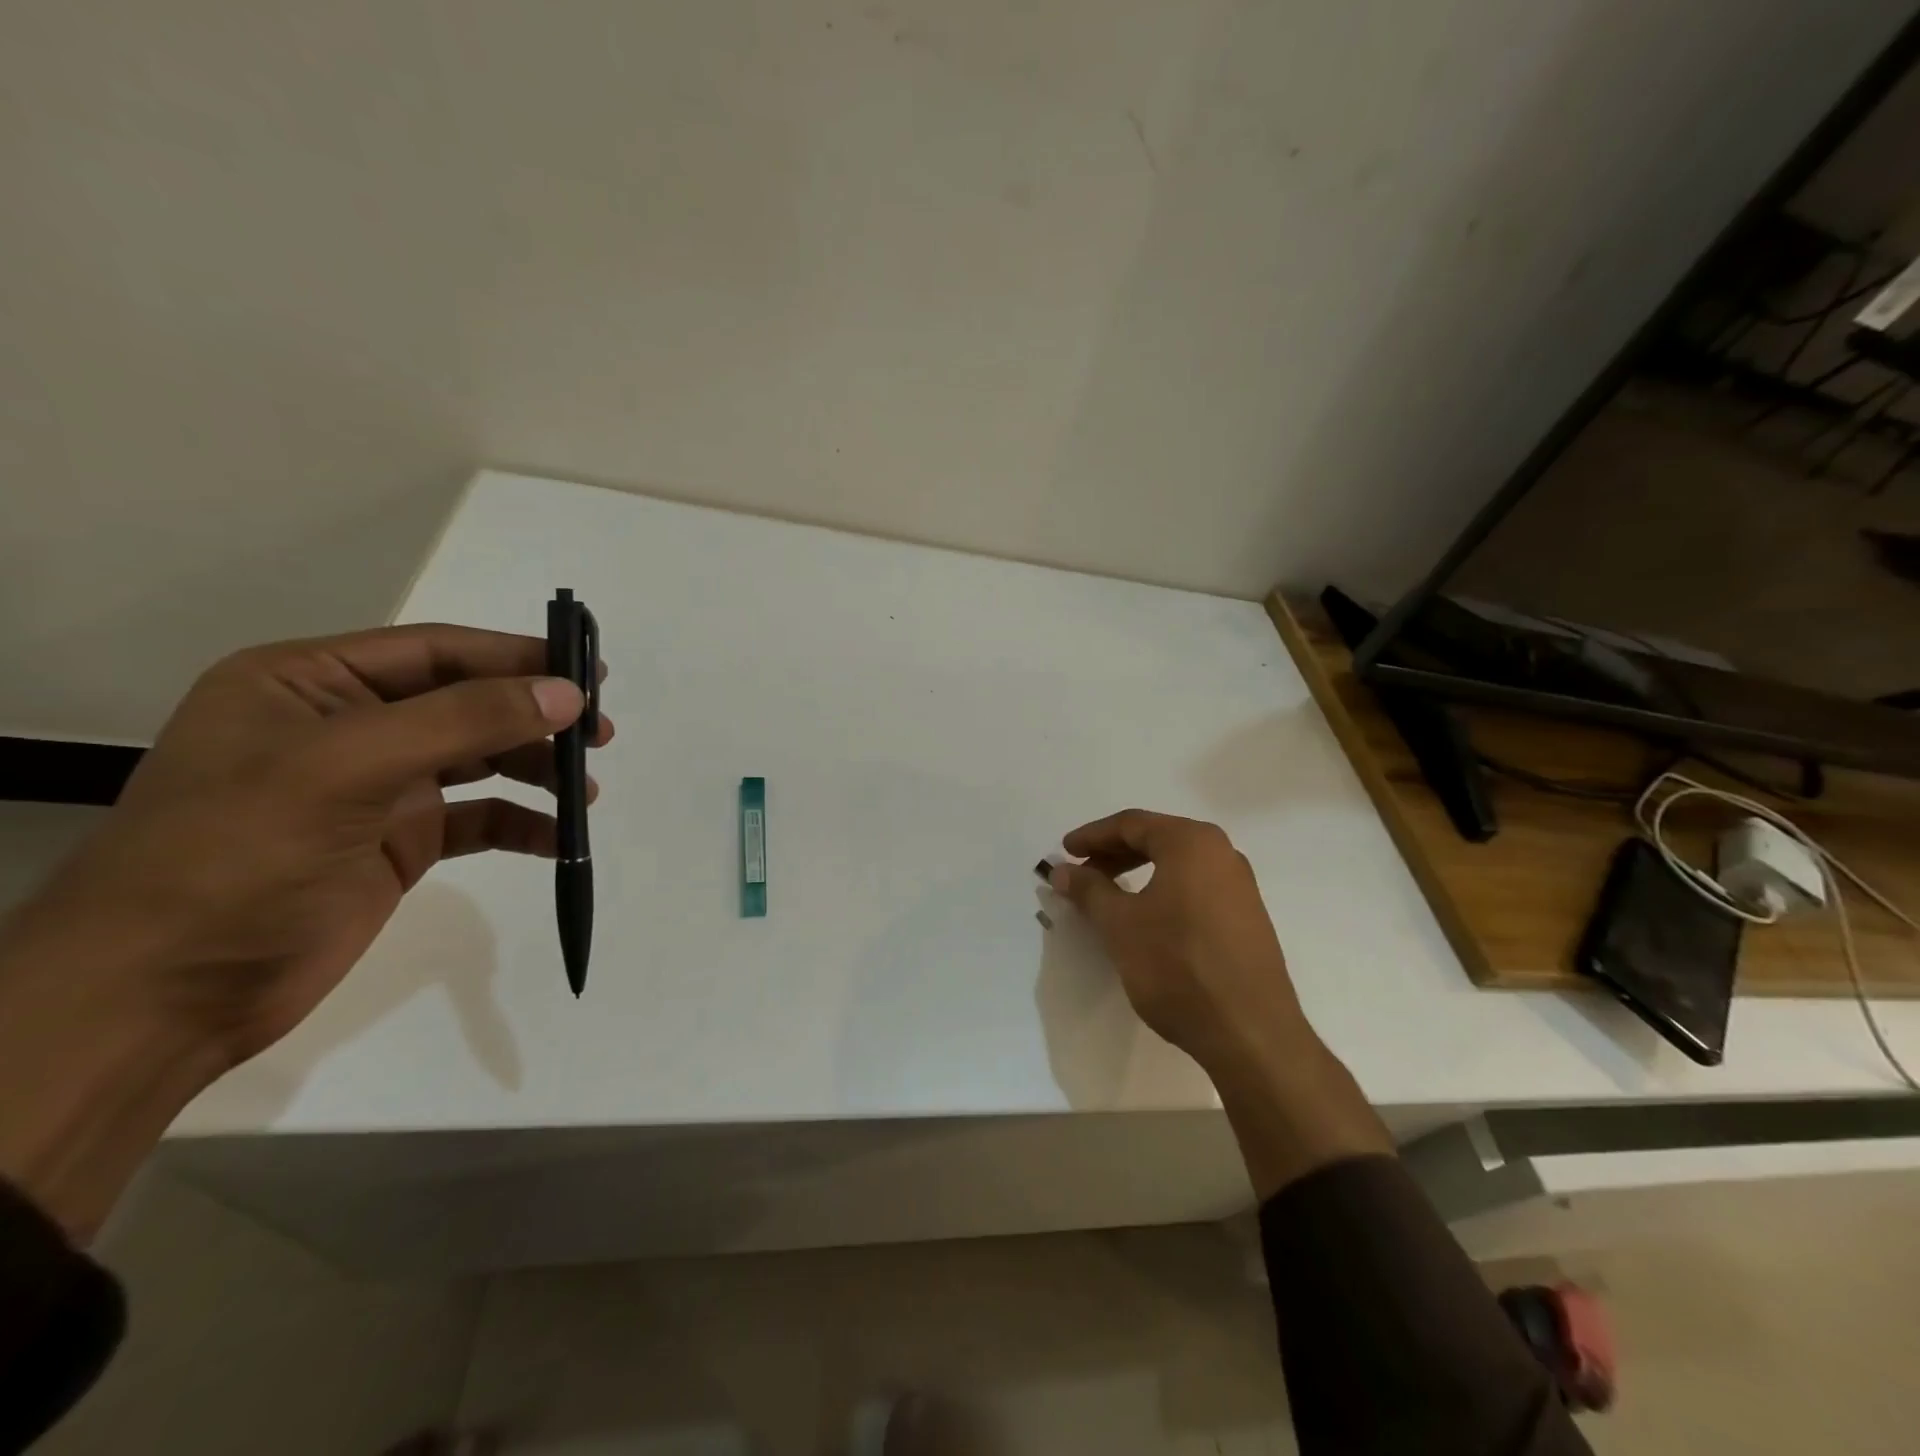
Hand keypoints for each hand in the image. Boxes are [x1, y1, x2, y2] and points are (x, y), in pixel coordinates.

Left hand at [0, 625, 609, 1237]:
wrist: (159, 998)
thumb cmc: (237, 859)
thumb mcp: (347, 768)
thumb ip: (463, 720)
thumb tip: (568, 693)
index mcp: (310, 684)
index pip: (437, 652)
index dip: (517, 658)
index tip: (590, 673)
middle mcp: (346, 726)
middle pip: (466, 702)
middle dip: (535, 716)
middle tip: (600, 732)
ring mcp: (374, 787)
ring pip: (479, 758)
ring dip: (535, 768)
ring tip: (586, 787)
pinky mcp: (397, 843)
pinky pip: (478, 818)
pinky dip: (521, 822)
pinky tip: (557, 837)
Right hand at [1050, 809, 1389, 1195]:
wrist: (1250, 1033)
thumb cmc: (1177, 966)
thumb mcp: (1120, 924)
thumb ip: (1089, 890)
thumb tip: (1063, 870)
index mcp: (1192, 842)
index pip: (1132, 824)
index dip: (1092, 836)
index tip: (1065, 852)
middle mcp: (1222, 853)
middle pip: (1157, 839)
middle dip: (1114, 853)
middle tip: (1082, 873)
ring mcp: (1240, 886)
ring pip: (1177, 865)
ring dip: (1138, 873)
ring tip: (1108, 897)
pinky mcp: (1248, 918)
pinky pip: (1196, 888)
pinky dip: (1163, 891)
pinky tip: (1146, 919)